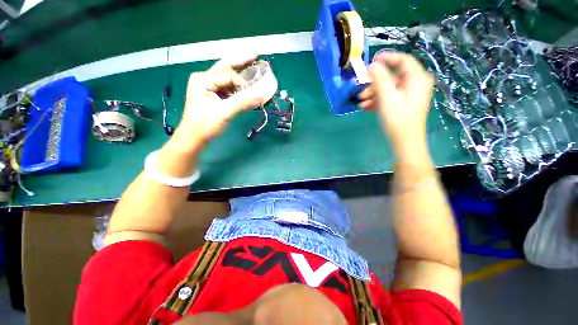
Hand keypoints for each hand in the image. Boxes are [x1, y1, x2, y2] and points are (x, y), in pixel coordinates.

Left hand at [171, 54, 268, 151]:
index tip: (254, 94)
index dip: (243, 83)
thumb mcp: (225, 113)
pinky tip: (244, 87)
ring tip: (253, 67)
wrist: (193, 138)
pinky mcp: (211, 95)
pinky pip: (226, 87)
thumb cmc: (205, 125)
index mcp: (203, 80)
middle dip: (241, 60)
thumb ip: (243, 102)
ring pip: (227, 77)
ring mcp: (207, 87)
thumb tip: (262, 94)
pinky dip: (237, 87)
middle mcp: (204, 79)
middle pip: (226, 67)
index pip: (229, 75)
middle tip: (256, 53)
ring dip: (240, 75)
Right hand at [358, 52, 433, 146]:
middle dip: (375, 83)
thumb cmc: (397, 119)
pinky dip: (377, 100)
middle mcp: (415, 84)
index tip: (371, 60)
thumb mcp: (387, 98)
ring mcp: (409, 95)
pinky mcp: (403, 104)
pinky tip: (365, 107)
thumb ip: (380, 79)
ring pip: (388, 88)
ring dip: (373, 94)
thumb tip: (373, 65)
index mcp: (417, 79)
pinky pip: (389, 97)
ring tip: (361, 102)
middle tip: (361, 89)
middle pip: (392, 76)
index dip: (387, 58)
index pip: (403, 60)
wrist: (404, 142)